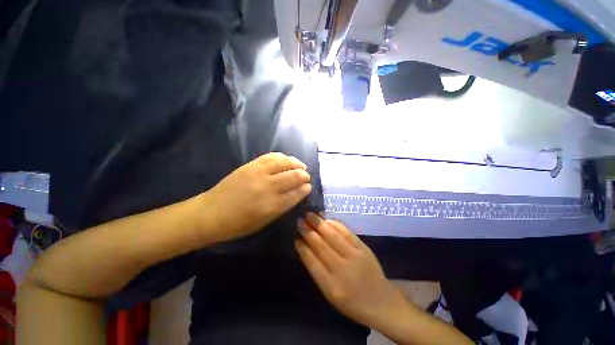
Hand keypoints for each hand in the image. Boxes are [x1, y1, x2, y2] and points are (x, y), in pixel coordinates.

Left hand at [201, 152, 311, 242]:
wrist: (211, 213)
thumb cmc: (238, 224)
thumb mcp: (264, 221)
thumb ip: (282, 206)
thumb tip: (296, 193)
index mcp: (272, 206)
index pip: (296, 193)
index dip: (304, 189)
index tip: (309, 187)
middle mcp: (267, 187)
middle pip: (292, 176)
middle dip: (303, 175)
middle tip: (307, 176)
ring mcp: (258, 173)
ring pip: (283, 163)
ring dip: (296, 163)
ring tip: (301, 165)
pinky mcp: (250, 165)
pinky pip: (270, 156)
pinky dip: (281, 156)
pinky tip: (286, 158)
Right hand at [296, 213, 407, 328]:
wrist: (382, 302)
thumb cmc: (353, 302)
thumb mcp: (331, 295)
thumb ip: (318, 273)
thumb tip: (306, 249)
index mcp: (332, 287)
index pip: (312, 263)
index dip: (303, 249)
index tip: (296, 238)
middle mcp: (342, 270)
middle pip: (321, 246)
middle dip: (309, 232)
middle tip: (300, 220)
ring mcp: (355, 257)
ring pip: (333, 236)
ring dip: (320, 224)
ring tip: (310, 215)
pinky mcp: (364, 248)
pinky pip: (347, 233)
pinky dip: (335, 225)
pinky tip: (327, 220)